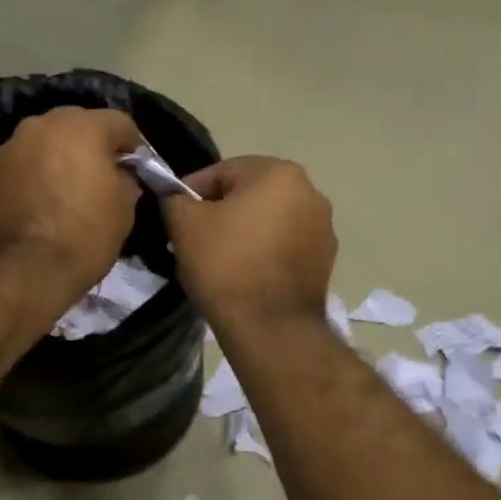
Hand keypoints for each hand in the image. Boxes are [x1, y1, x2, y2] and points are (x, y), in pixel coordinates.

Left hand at [0, 106, 143, 303]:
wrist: (21, 271)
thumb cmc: (83, 235)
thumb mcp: (124, 209)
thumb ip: (126, 180)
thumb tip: (120, 174)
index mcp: (83, 125)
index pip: (121, 123)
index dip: (134, 147)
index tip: (138, 171)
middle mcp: (45, 123)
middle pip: (81, 124)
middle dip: (96, 146)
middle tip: (106, 177)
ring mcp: (15, 144)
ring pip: (51, 141)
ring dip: (65, 156)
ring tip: (75, 189)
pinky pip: (30, 160)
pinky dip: (42, 171)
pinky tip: (50, 198)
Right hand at [161, 156, 335, 326]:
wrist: (270, 327)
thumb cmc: (225, 264)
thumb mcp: (184, 224)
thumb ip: (175, 199)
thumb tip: (177, 198)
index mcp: (279, 172)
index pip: (221, 172)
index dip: (191, 194)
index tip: (175, 219)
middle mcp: (310, 192)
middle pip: (249, 194)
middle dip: (221, 212)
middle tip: (195, 240)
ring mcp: (323, 228)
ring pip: (269, 221)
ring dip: (245, 233)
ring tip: (220, 261)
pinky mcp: (326, 261)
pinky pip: (285, 246)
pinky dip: (265, 254)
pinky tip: (246, 276)